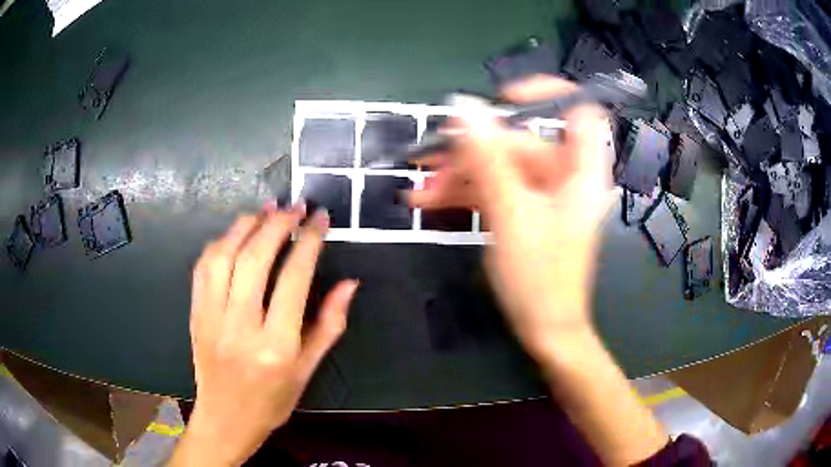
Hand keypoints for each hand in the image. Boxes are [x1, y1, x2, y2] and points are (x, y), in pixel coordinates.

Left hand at [170, 203, 358, 466]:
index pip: (293, 279)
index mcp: (276, 345)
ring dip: (245, 226)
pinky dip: (220, 243)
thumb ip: (329, 325)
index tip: (319, 219)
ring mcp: (211, 318)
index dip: (308, 242)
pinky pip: (203, 268)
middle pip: (255, 259)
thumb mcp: (307, 369)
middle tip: (295, 207)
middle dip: (277, 225)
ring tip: (266, 210)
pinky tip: (235, 234)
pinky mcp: (195, 313)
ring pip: (224, 257)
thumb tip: (349, 284)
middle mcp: (241, 327)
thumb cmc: (273, 400)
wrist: (226, 418)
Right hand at [409, 75, 614, 358]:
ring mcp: (544, 194)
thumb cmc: (540, 277)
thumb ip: (487, 156)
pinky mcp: (526, 211)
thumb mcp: (510, 213)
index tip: (503, 99)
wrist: (545, 330)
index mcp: (580, 170)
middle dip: (472, 149)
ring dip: (459, 175)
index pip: (577, 110)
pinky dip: (466, 193)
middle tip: (428, 159)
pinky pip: (496, 189)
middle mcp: (565, 175)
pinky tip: (429, 202)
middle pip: (520, 142)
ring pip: (501, 167)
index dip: (546, 94)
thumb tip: (462, 106)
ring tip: (419, 190)